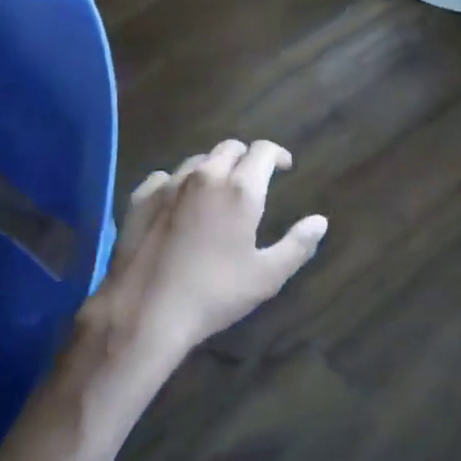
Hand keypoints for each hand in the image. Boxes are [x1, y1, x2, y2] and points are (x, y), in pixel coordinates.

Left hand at [83, 140, 327, 366]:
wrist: (145, 312)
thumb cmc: (214, 294)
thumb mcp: (267, 276)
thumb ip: (298, 245)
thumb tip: (320, 221)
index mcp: (240, 189)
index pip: (263, 150)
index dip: (277, 154)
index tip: (284, 167)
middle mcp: (206, 175)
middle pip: (229, 148)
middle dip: (245, 158)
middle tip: (252, 179)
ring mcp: (169, 184)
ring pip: (197, 160)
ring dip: (212, 168)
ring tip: (216, 191)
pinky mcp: (140, 198)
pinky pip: (164, 177)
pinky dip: (178, 183)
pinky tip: (178, 202)